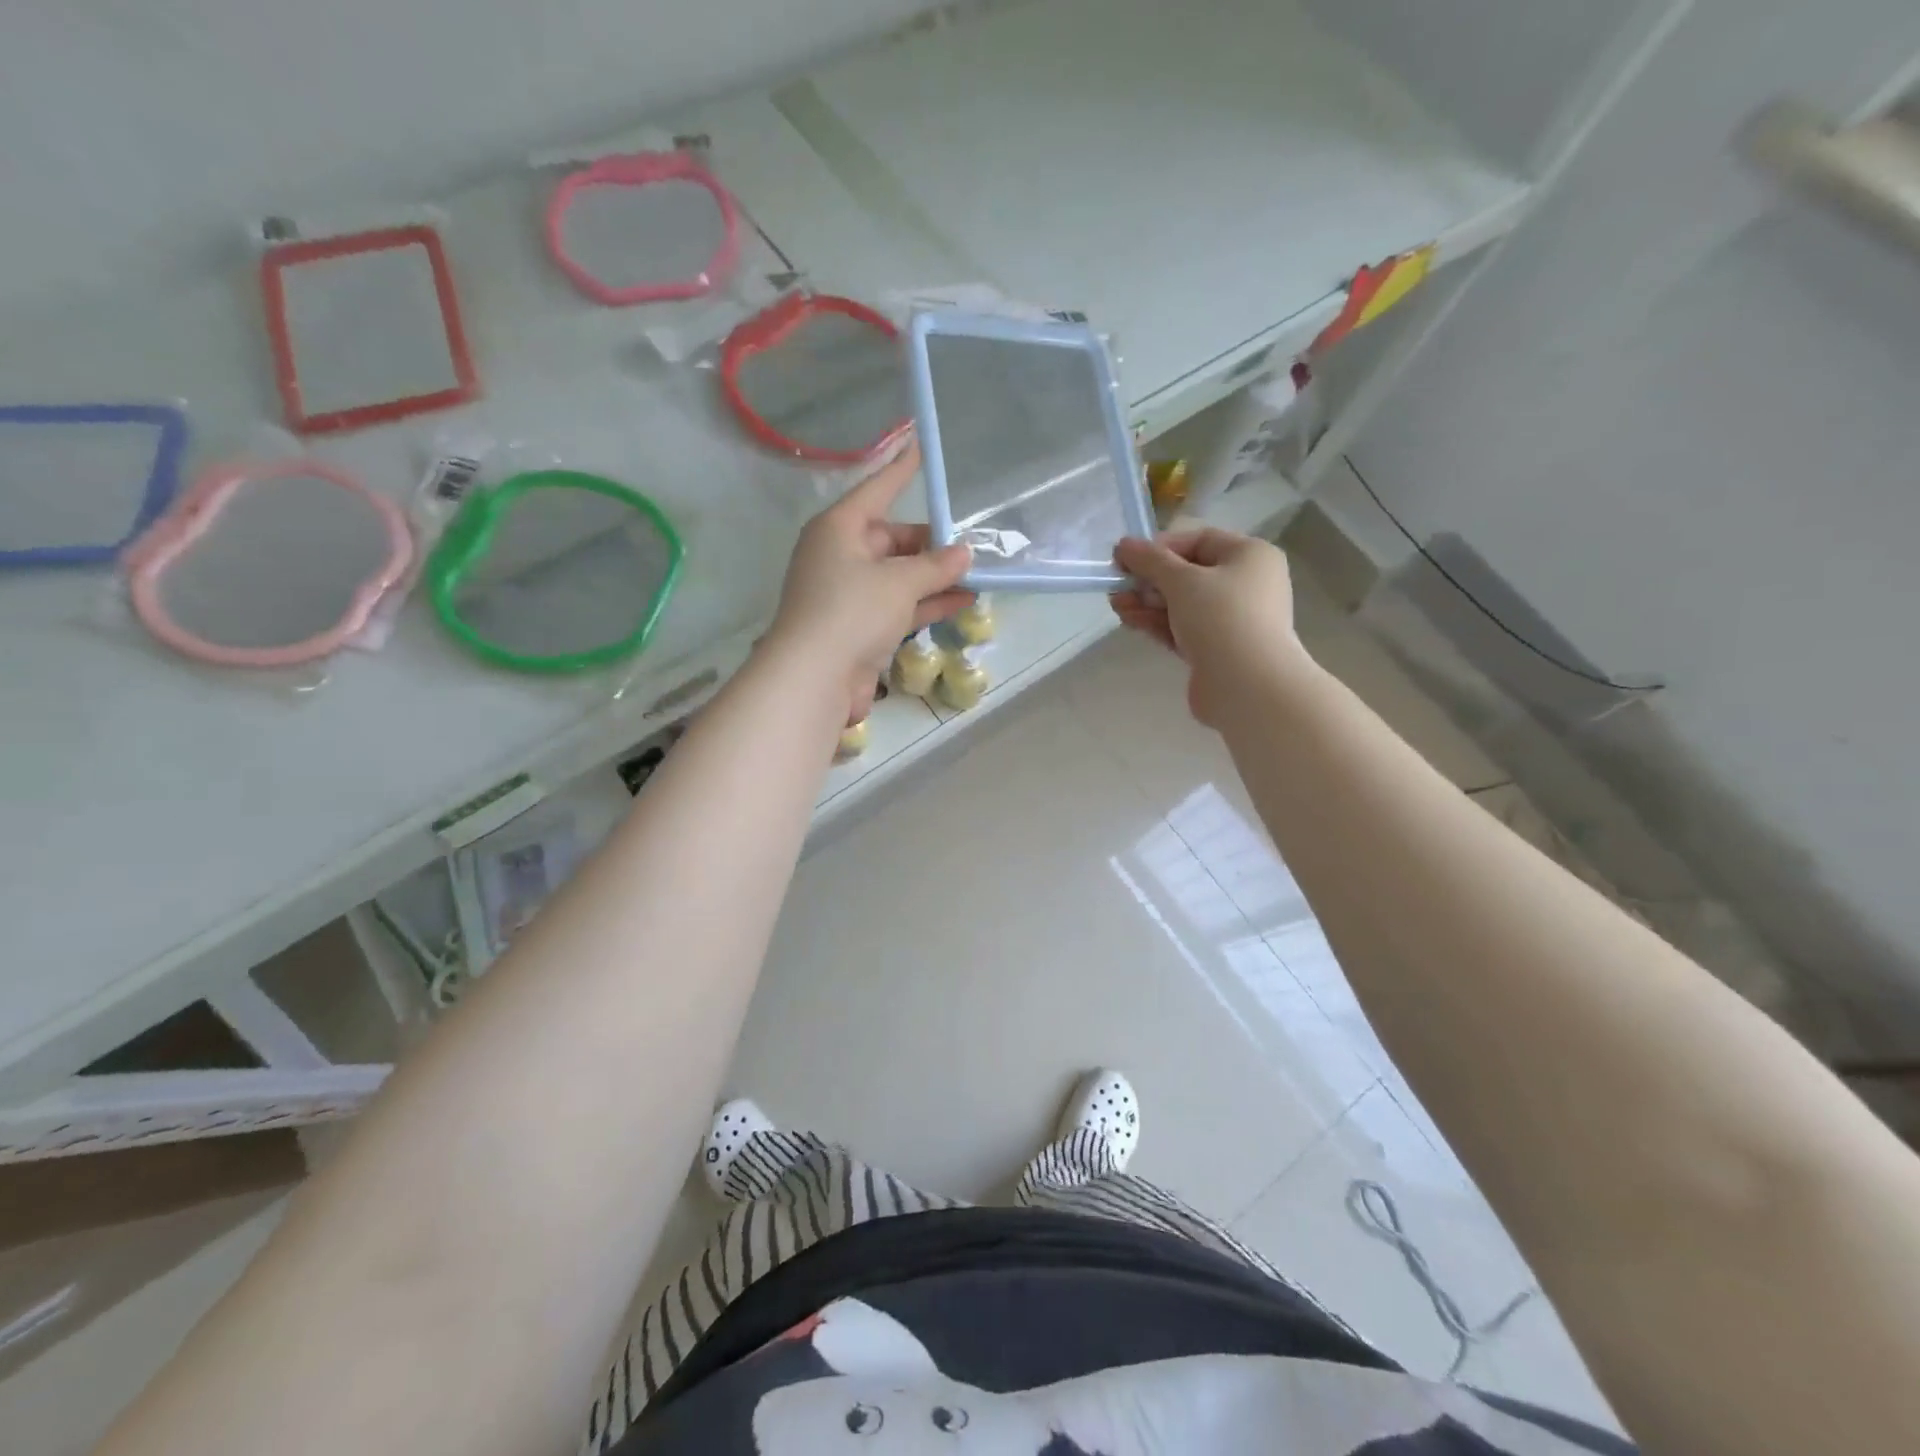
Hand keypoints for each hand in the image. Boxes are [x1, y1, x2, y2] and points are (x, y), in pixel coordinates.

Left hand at [766, 442, 972, 724]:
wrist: (814, 678)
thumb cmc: (851, 611)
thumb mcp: (899, 582)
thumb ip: (935, 566)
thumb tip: (963, 554)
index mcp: (838, 529)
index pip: (876, 490)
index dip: (901, 471)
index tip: (920, 446)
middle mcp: (841, 556)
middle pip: (890, 538)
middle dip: (929, 542)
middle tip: (970, 543)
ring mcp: (849, 594)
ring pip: (898, 575)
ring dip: (933, 576)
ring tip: (975, 571)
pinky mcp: (859, 627)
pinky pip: (899, 606)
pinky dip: (926, 602)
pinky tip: (962, 600)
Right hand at [1110, 529, 1305, 725]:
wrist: (1247, 686)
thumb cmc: (1221, 618)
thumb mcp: (1181, 580)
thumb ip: (1150, 560)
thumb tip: (1124, 544)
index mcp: (1249, 556)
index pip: (1198, 541)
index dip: (1160, 547)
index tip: (1126, 558)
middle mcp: (1246, 584)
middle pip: (1188, 573)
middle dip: (1149, 579)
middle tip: (1117, 586)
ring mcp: (1232, 620)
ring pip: (1182, 604)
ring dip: (1147, 602)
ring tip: (1116, 605)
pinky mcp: (1217, 649)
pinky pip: (1182, 628)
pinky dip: (1157, 623)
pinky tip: (1130, 620)